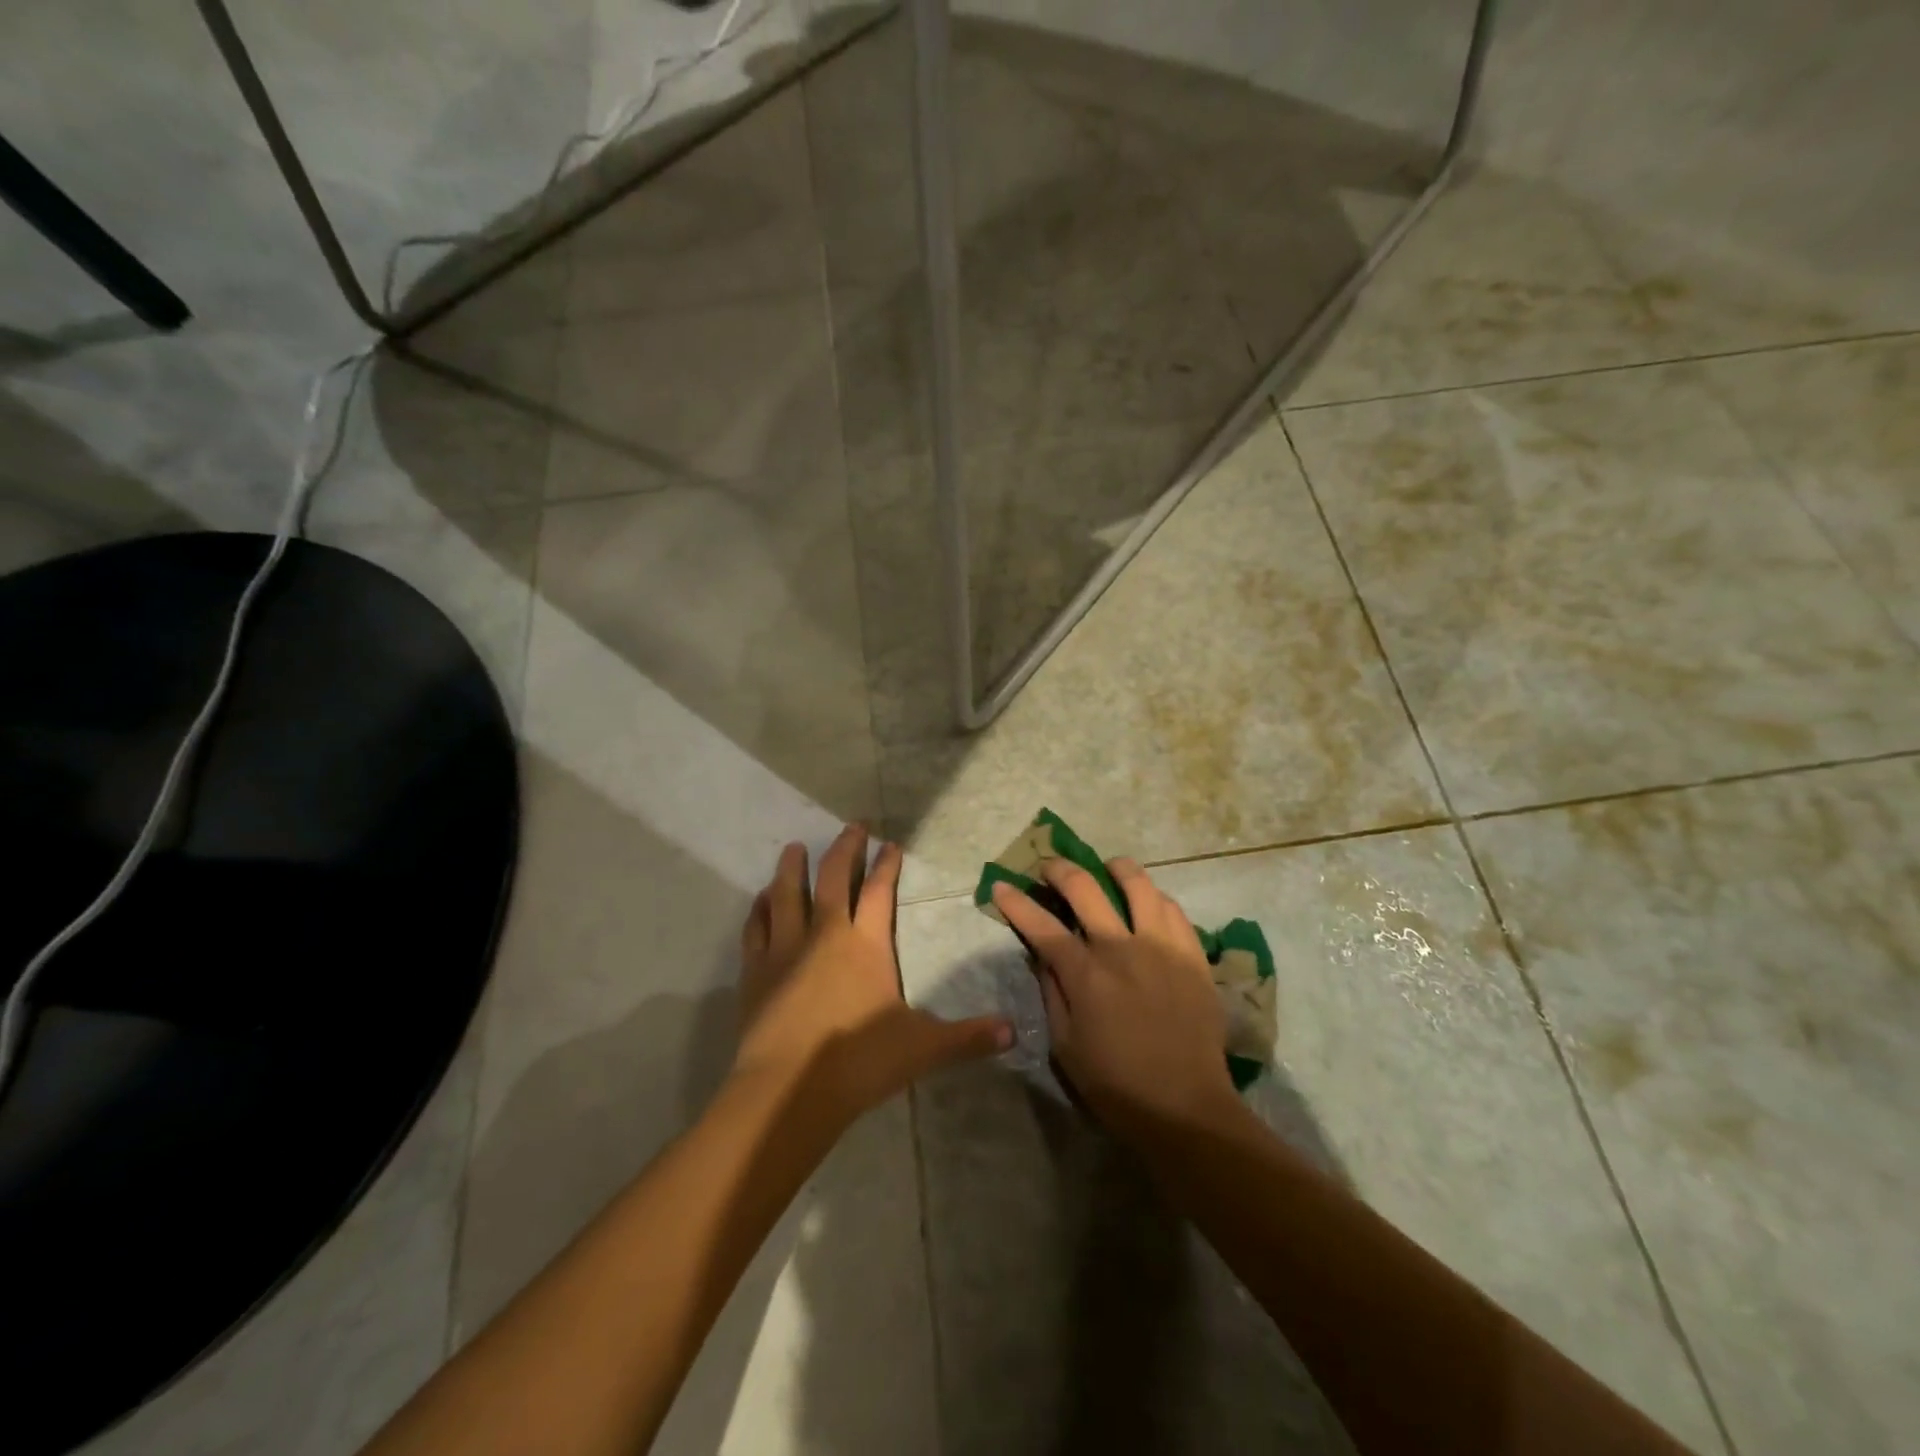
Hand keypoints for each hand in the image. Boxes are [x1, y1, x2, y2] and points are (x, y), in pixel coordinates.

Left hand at [735, 825, 1011, 1127]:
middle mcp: (825, 934)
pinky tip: (761, 898)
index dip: (887, 865)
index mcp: (866, 944)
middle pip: (833, 878)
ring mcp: (786, 949)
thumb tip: (1015, 1032)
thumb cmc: (860, 1061)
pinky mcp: (756, 970)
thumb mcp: (924, 1048)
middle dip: (844, 848)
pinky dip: (760, 908)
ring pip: (787, 894)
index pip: (879, 892)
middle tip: (852, 826)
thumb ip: (969, 1038)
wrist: (789, 1089)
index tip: (890, 844)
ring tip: (793, 847)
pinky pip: (757, 927)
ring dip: (792, 868)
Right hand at [992, 857, 1238, 1140]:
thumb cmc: (1116, 1085)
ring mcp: (1161, 946)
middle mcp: (1120, 948)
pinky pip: (1172, 909)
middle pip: (1084, 887)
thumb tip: (1044, 957)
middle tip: (1048, 868)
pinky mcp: (1192, 955)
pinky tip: (1148, 903)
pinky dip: (1154, 897)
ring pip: (1138, 883)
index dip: (1015, 902)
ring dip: (1115, 868)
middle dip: (1058, 869)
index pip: (1041, 925)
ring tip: (1107, 868)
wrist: (1186, 1106)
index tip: (1000, 886)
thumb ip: (1053, 994)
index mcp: (1085, 974)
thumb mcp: (1065, 1047)